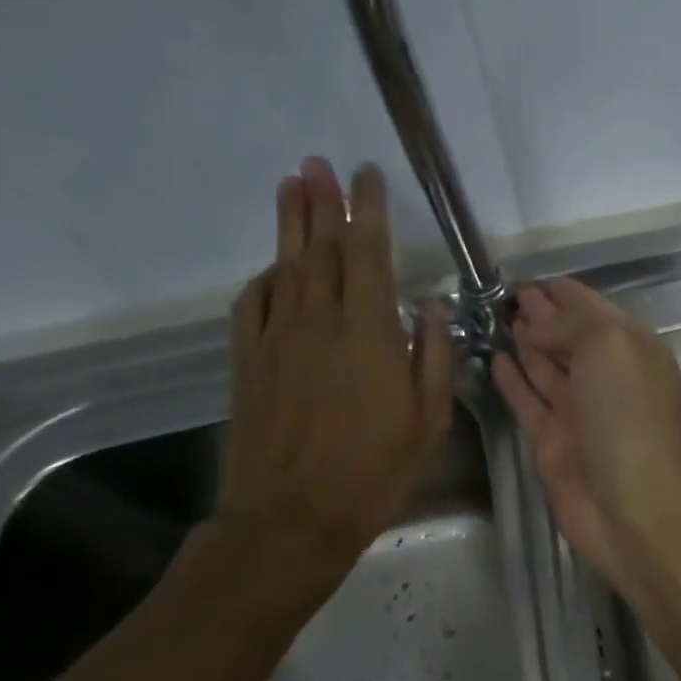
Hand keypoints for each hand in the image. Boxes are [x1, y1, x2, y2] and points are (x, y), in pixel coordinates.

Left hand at [214, 156, 454, 603]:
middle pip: (319, 248)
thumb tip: (431, 308)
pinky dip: (264, 278)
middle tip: (318, 163)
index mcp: (367, 332)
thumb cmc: (373, 472)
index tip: (366, 175)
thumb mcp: (427, 421)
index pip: (366, 253)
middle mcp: (317, 321)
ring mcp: (276, 339)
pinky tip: (271, 269)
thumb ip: (433, 357)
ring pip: (284, 267)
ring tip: (290, 185)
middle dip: (322, 202)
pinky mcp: (247, 362)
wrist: (291, 517)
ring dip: (289, 224)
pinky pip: (253, 305)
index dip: (367, 210)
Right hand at [492, 278, 680, 588]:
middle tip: (505, 295)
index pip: (594, 310)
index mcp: (631, 350)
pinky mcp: (552, 441)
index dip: (564, 293)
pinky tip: (495, 360)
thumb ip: (571, 324)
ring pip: (547, 368)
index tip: (529, 278)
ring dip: (526, 342)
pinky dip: (513, 381)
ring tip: (497, 318)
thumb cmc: (627, 415)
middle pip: (569, 338)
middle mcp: (606, 378)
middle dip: (542, 315)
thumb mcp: (609, 346)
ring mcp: (578, 411)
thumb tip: (534, 323)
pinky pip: (529, 401)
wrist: (629, 502)